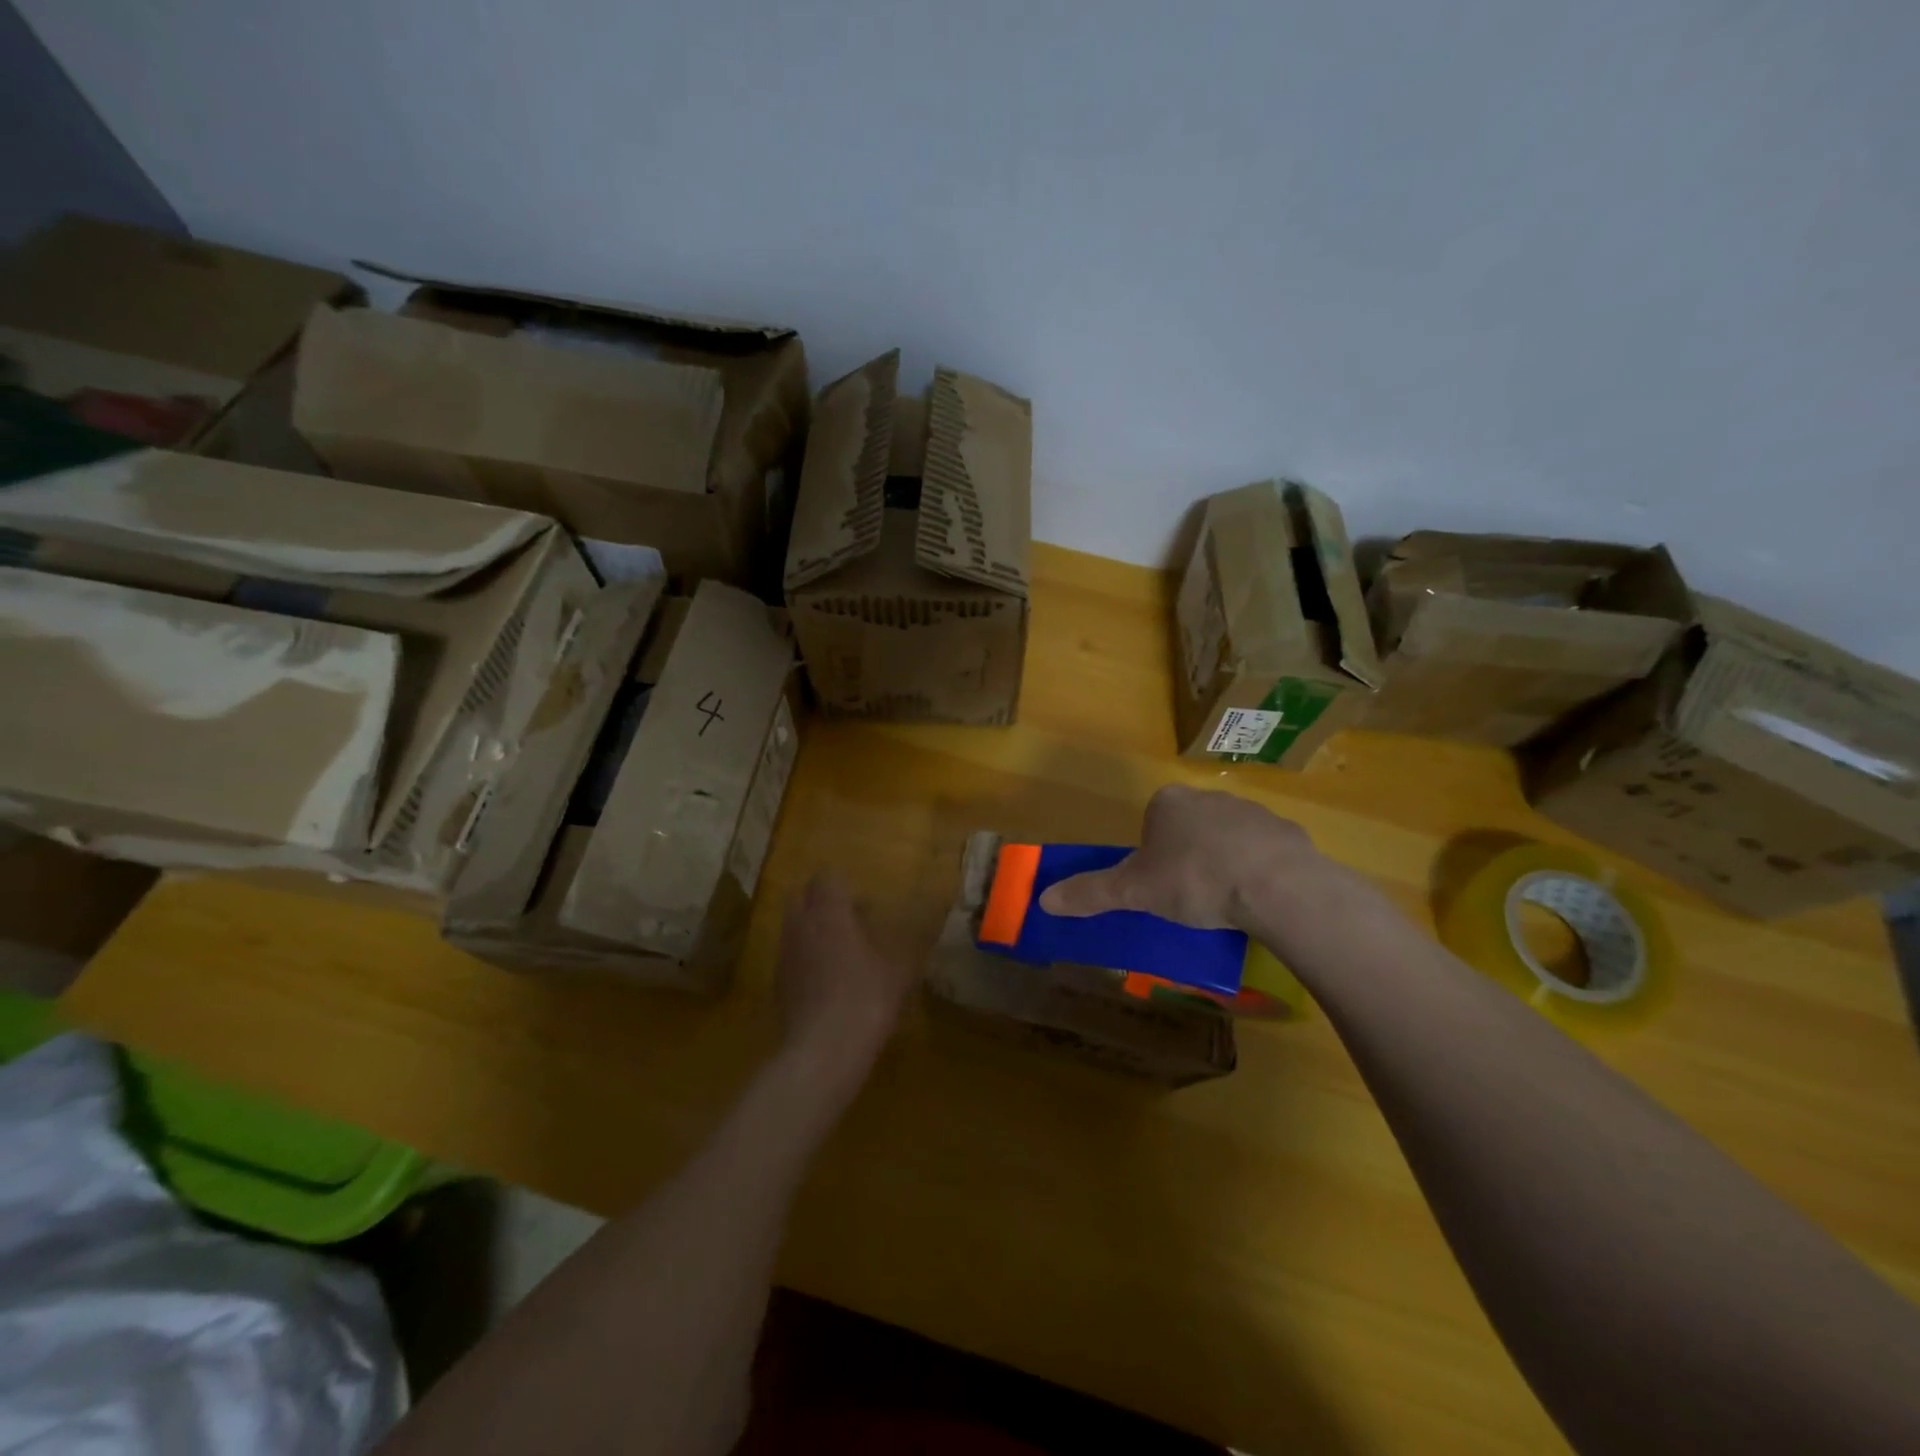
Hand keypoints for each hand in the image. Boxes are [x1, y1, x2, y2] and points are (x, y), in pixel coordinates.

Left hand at [775, 873, 917, 1078]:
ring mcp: (785, 955)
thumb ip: (910, 942)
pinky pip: (790, 955)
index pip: (827, 878)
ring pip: (793, 926)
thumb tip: (925, 924)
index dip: (844, 885)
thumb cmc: (866, 1001)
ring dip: (812, 929)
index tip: (864, 904)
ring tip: (840, 953)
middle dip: (822, 902)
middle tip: (850, 921)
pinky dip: (805, 957)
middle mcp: (801, 927)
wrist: (822, 1052)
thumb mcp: (900, 972)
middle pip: (802, 897)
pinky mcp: (777, 983)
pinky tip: (827, 981)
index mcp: (830, 914)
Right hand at [1038, 784, 1340, 931]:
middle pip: (1189, 827)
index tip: (1159, 885)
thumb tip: (1043, 899)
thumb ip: (1091, 892)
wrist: (1275, 885)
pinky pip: (1264, 852)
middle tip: (1190, 896)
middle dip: (1187, 857)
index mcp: (1168, 802)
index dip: (1152, 854)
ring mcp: (1251, 811)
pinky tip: (1258, 899)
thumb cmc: (1194, 880)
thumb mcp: (1135, 892)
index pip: (1151, 822)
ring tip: (1226, 903)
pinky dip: (1258, 871)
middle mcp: (1208, 797)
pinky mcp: (1286, 832)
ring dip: (1224, 862)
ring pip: (1227, 838)